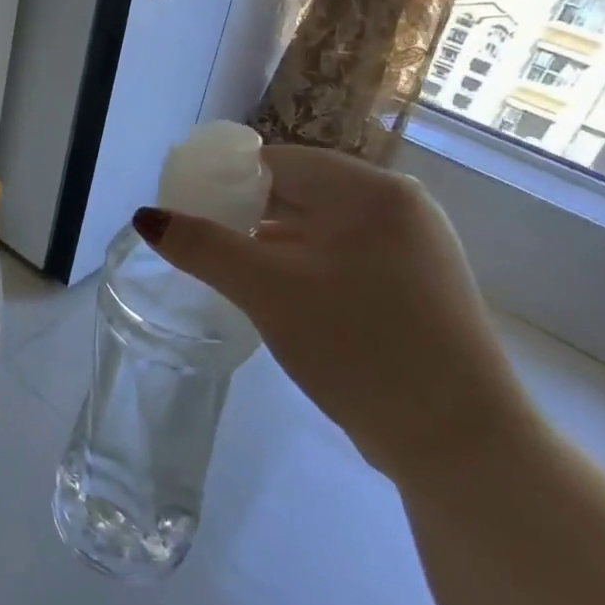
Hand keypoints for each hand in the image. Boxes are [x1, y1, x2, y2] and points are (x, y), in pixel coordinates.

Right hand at [136, 145, 536, 487]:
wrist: (458, 442)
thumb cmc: (360, 346)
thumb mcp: (267, 291)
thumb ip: (202, 247)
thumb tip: (146, 217)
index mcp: (370, 192)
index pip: (276, 161)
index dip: (222, 179)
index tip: (182, 207)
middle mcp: (396, 208)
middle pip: (296, 191)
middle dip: (241, 212)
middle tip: (195, 240)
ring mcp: (409, 249)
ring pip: (315, 227)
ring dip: (266, 242)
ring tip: (223, 267)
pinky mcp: (410, 287)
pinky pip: (337, 257)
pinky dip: (298, 265)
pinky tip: (270, 292)